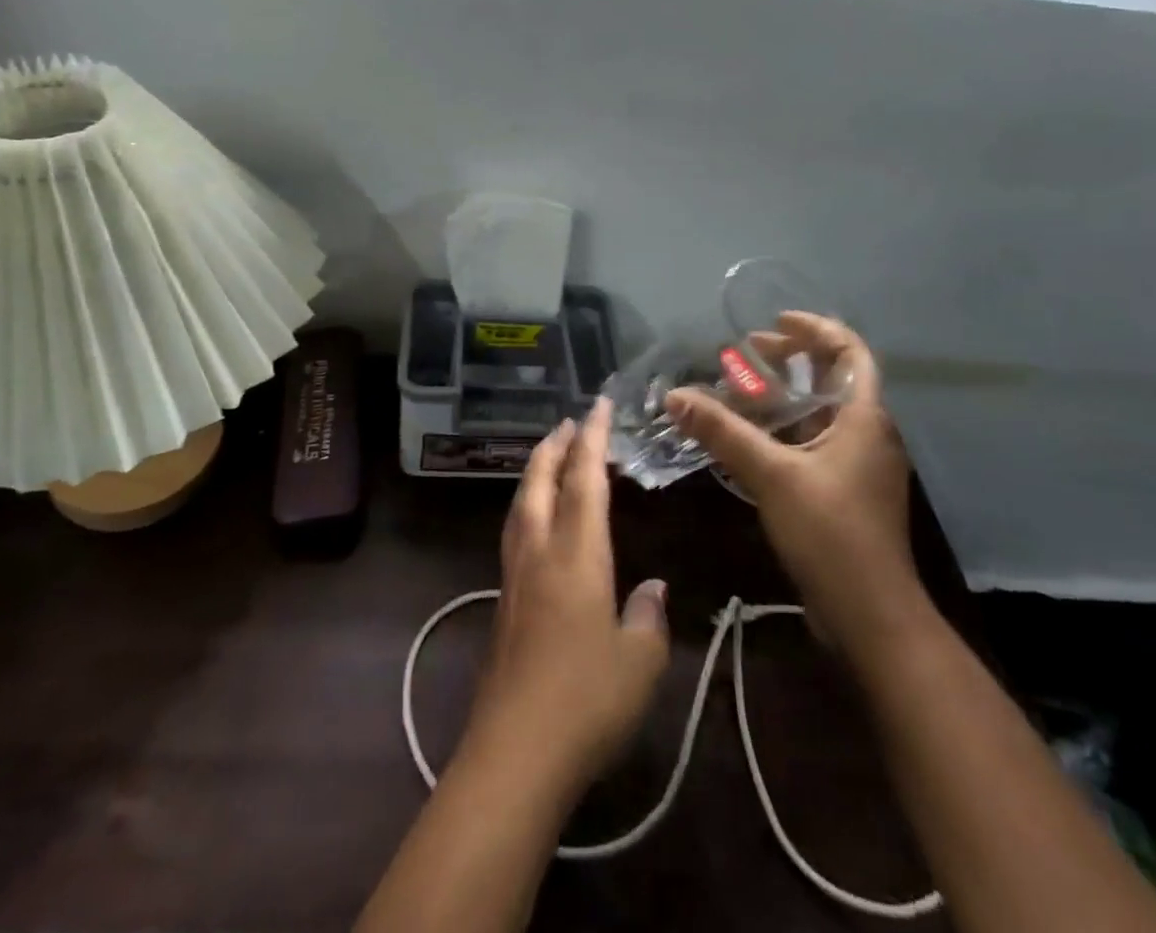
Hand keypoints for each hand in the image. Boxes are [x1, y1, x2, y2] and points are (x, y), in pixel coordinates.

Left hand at [460, 399, 670, 799]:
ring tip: (551, 457)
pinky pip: (515, 531)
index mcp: (576, 554)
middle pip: (540, 480)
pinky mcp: (503, 602)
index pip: (584, 479)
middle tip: (571, 422)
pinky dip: (527, 505)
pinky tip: (536, 521)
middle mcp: (540, 552)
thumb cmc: (586, 701)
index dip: (593, 438)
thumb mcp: (640, 663)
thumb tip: (652, 589)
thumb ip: (648, 618)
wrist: (515, 751)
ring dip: (536, 471)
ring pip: (521, 504)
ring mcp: (515, 576)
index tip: (598, 405)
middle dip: (555, 445)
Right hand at [666, 313, 916, 616]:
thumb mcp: (771, 474)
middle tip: (744, 354)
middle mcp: (866, 433)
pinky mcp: (842, 491)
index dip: (814, 329)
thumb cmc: (830, 533)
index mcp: (864, 417)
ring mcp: (855, 464)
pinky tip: (745, 437)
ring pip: (817, 412)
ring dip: (779, 397)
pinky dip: (780, 430)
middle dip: (787, 360)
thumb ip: (723, 431)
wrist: (870, 615)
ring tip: (736, 391)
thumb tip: (675, 396)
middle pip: (830, 378)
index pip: (849, 352)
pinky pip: (810, 442)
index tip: (773, 322)